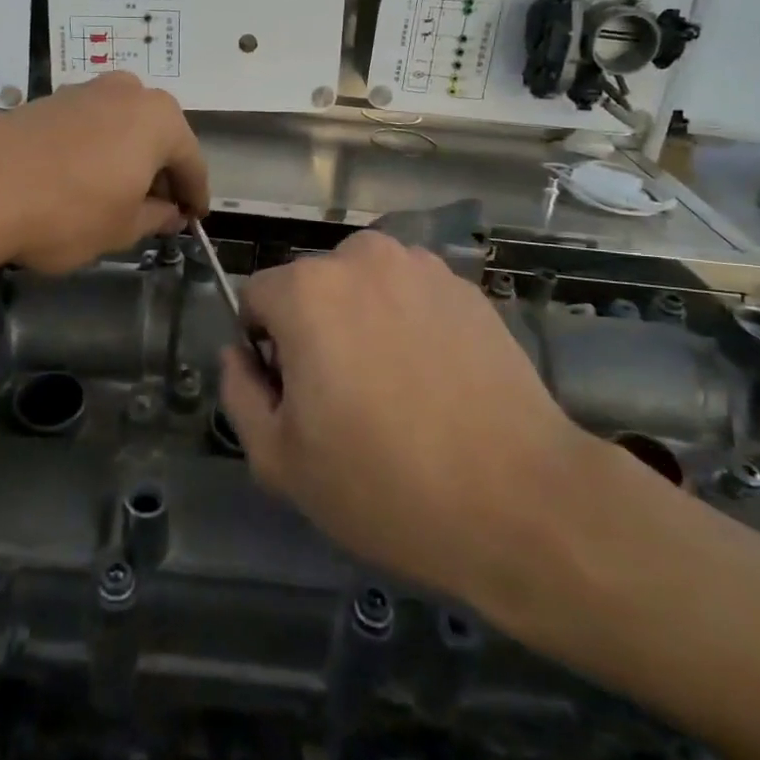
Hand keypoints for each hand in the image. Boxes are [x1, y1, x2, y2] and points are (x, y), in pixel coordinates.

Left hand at [0, 73, 208, 273]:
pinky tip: (81, 178)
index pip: (191, 161)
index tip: (194, 219)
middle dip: (161, 172)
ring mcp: (84, 90)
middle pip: (158, 136)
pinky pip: (89, 125)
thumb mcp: (122, 228)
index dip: (194, 195)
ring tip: (118, 194)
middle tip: (158, 209)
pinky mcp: (48, 99)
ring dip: (128, 157)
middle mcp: (127, 91)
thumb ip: (155, 217)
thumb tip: (170, 213)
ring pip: (122, 127)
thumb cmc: (69, 212)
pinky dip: (96, 149)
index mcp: (159, 118)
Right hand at [219, 231, 588, 602]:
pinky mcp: (466, 287)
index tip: (294, 397)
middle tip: (345, 400)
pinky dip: (408, 323)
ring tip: (395, 389)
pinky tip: (436, 381)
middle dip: (313, 330)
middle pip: (311, 288)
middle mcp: (361, 258)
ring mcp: (421, 267)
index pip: (257, 299)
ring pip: (362, 287)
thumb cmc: (385, 485)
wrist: (521, 501)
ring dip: (361, 321)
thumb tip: (238, 355)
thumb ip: (239, 393)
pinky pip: (411, 295)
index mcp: (307, 290)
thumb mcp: (281, 460)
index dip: (265, 349)